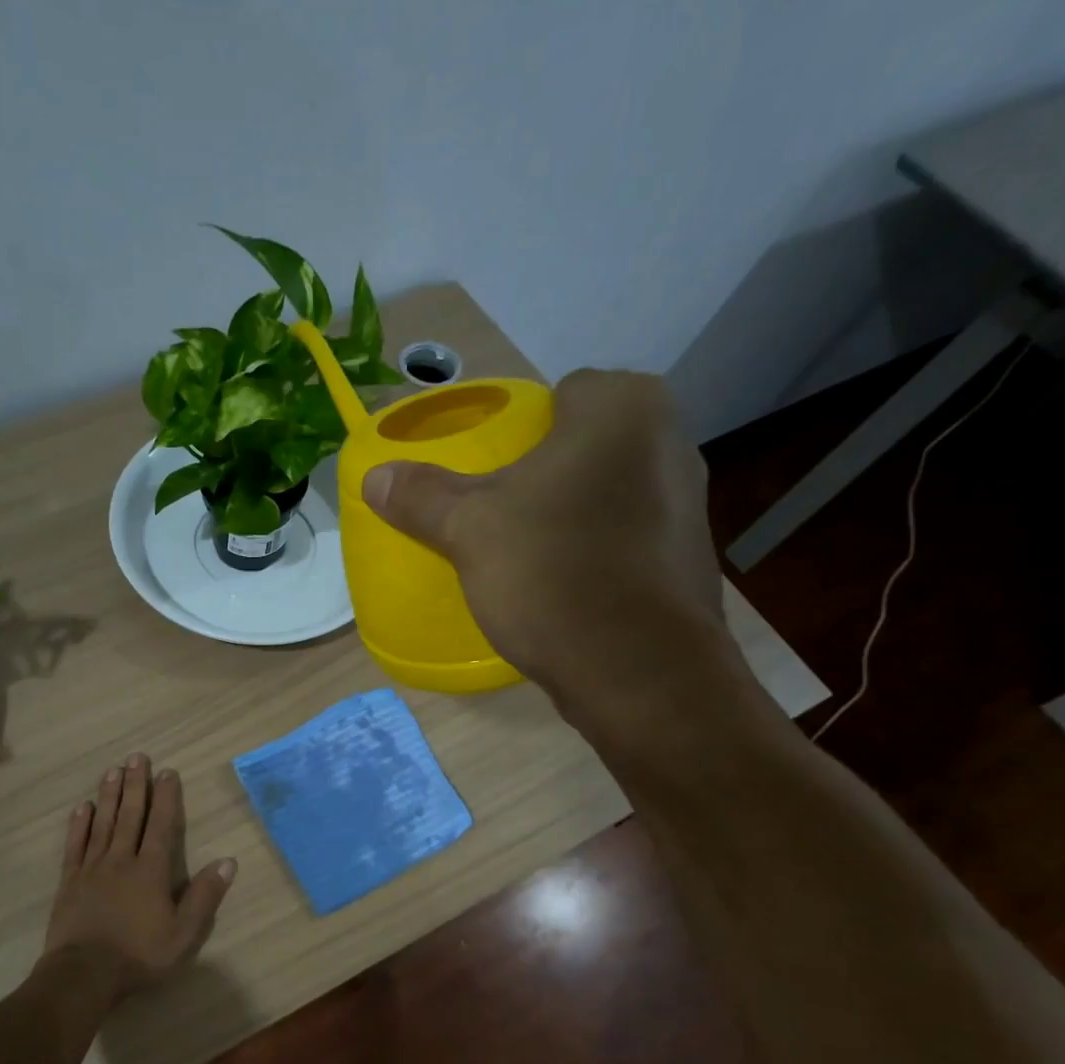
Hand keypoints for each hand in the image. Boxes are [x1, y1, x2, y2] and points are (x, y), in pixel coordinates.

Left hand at [42, 753, 236, 994]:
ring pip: (102, 823)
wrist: (83, 975)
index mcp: (151, 870)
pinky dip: (79, 824)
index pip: (161, 825)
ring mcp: (92, 868)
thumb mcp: (184, 933)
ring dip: (109, 795)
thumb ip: (204, 896)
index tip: (168, 772)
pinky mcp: (70, 881)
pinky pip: (75, 845)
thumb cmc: (139, 955)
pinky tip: (82, 807)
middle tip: (137, 757)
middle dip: (136, 785)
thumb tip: (228, 861)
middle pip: (130, 815)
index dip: (166, 797)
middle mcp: (121, 860)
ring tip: (113, 770)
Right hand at [361, 370, 722, 702]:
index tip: (491, 474)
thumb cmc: (552, 573)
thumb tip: (374, 476)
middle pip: (587, 445)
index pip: (563, 394)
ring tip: (530, 554)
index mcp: (624, 409)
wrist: (636, 669)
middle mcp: (671, 441)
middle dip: (547, 473)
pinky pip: (628, 539)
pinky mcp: (690, 560)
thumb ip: (422, 496)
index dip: (521, 431)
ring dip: (574, 514)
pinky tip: (567, 588)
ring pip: (610, 493)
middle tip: (500, 514)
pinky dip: (599, 553)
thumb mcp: (469, 531)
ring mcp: (690, 504)